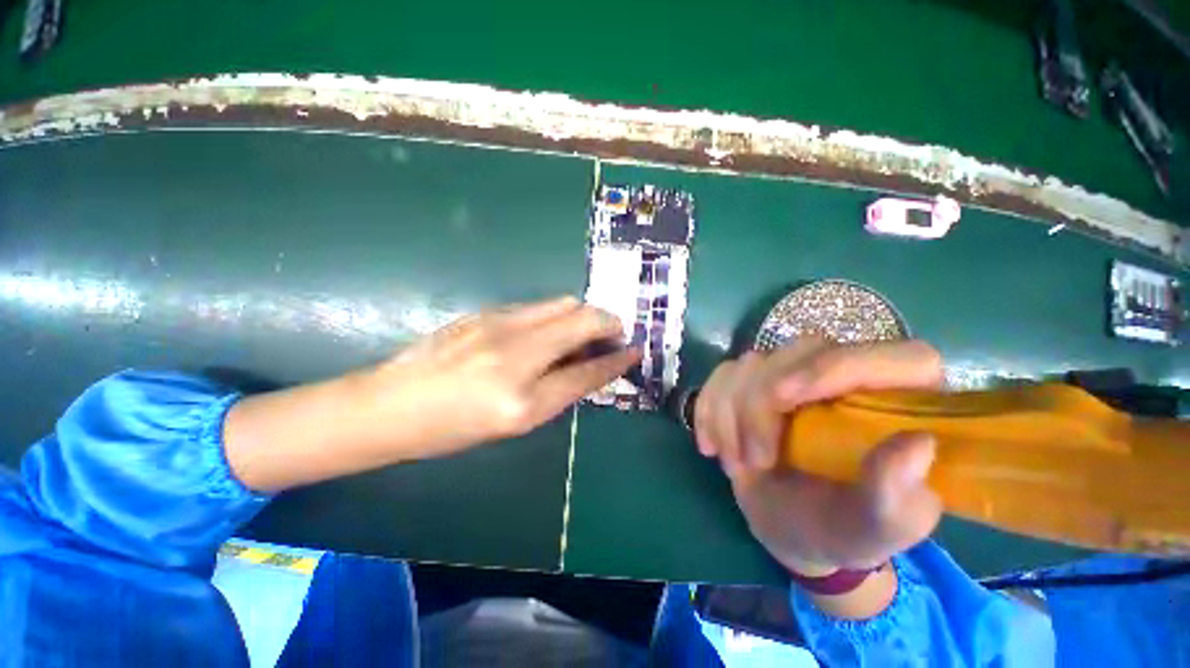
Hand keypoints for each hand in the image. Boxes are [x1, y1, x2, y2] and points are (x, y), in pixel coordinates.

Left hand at [356, 296, 639, 459]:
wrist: (390, 406)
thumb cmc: (453, 427)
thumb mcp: (515, 421)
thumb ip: (559, 389)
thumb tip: (591, 364)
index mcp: (521, 396)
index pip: (587, 369)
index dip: (617, 359)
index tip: (636, 350)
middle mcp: (515, 350)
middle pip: (581, 318)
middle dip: (607, 324)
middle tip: (611, 339)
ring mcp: (498, 322)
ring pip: (562, 304)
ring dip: (583, 316)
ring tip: (584, 335)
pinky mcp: (487, 311)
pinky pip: (538, 306)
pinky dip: (557, 315)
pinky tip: (550, 331)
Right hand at [695, 339, 943, 573]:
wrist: (794, 528)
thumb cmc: (846, 531)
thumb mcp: (877, 528)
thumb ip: (898, 496)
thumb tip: (920, 444)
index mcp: (897, 404)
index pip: (882, 357)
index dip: (830, 367)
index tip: (782, 399)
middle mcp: (845, 375)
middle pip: (798, 351)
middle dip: (761, 405)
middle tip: (754, 462)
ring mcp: (793, 375)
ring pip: (750, 363)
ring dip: (729, 414)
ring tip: (737, 465)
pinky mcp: (753, 383)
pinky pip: (721, 376)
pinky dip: (708, 409)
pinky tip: (710, 445)